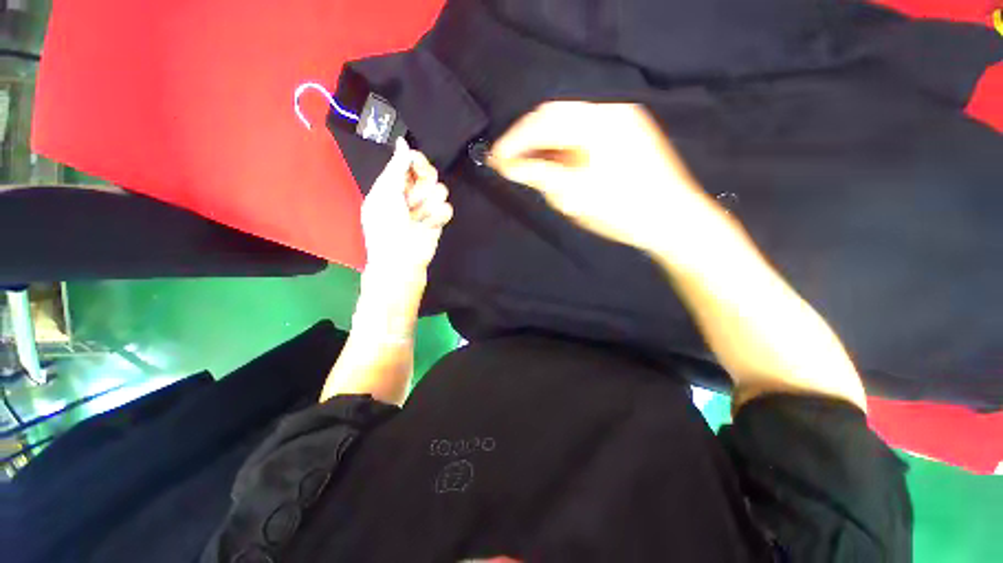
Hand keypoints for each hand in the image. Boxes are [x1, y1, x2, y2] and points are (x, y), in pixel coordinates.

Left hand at [362, 138, 452, 275]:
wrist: (401, 259)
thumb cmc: (386, 226)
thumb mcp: (386, 193)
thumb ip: (397, 168)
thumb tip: (403, 142)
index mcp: (392, 186)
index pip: (409, 164)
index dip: (416, 161)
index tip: (417, 163)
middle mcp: (409, 194)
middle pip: (427, 174)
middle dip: (425, 181)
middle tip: (418, 193)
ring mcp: (425, 208)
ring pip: (439, 190)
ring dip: (430, 201)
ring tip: (421, 214)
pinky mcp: (438, 220)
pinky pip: (446, 208)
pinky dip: (439, 215)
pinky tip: (430, 224)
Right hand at [489, 101, 709, 253]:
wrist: (674, 221)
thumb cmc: (625, 211)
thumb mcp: (576, 196)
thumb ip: (539, 176)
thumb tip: (507, 166)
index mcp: (600, 121)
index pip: (544, 121)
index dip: (515, 140)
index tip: (495, 159)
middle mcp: (610, 112)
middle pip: (555, 117)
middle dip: (527, 140)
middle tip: (507, 163)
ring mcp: (620, 122)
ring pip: (568, 126)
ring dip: (544, 145)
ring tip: (526, 167)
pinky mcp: (624, 136)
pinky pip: (583, 136)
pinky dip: (562, 150)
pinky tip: (552, 166)